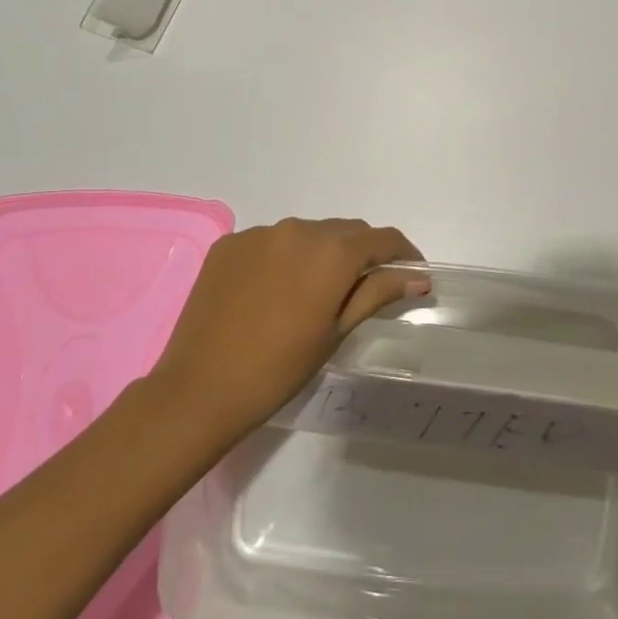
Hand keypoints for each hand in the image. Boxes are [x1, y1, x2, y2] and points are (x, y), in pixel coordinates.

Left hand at [148, 217, 426, 442]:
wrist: (199, 389)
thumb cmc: (279, 368)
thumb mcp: (336, 332)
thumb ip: (377, 294)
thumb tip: (418, 277)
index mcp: (332, 252)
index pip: (382, 238)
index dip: (403, 253)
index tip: (412, 272)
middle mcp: (298, 228)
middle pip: (345, 231)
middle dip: (361, 253)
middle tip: (364, 286)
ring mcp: (259, 233)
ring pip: (307, 233)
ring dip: (321, 253)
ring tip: (314, 291)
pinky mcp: (229, 243)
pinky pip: (270, 241)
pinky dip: (283, 258)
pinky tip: (273, 291)